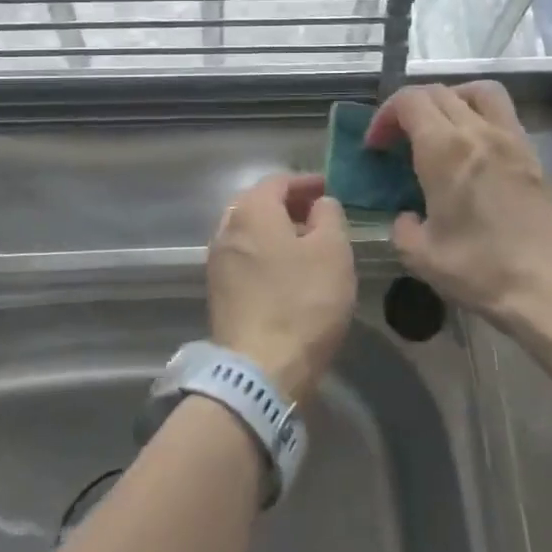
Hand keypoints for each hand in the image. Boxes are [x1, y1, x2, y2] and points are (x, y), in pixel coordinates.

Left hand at [206, 174, 356, 403]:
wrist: (259, 370)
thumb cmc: (303, 302)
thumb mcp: (333, 251)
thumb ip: (329, 215)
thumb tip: (320, 203)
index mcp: (251, 210)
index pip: (278, 181)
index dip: (306, 182)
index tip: (330, 189)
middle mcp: (227, 228)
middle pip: (259, 204)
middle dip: (289, 204)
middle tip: (319, 214)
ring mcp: (218, 261)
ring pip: (250, 232)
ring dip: (277, 230)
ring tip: (308, 243)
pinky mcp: (219, 291)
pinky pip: (245, 257)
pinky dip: (266, 253)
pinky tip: (288, 271)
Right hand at [366, 82, 551, 338]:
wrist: (544, 288)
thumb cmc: (477, 269)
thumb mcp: (418, 255)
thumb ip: (401, 225)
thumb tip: (407, 215)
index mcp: (444, 150)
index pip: (409, 101)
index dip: (385, 116)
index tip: (376, 145)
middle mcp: (477, 132)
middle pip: (438, 92)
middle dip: (409, 108)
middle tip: (399, 139)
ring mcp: (510, 138)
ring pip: (476, 91)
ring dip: (450, 98)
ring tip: (440, 127)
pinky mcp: (531, 153)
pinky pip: (502, 112)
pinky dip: (479, 113)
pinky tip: (472, 146)